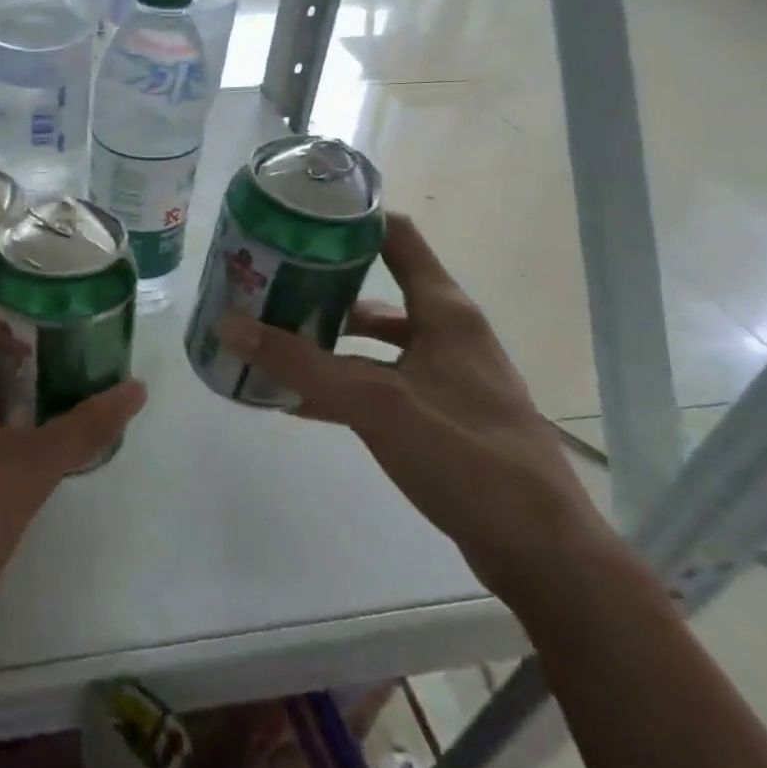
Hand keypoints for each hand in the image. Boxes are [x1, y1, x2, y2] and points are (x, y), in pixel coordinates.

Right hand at [217, 212, 619, 607]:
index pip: (396, 238)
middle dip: (319, 286)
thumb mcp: (374, 401)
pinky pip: (377, 384)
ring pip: (373, 342)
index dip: (350, 220)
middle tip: (265, 284)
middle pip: (375, 289)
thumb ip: (300, 364)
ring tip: (272, 340)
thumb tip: (227, 324)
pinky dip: (340, 383)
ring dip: (326, 339)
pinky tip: (297, 399)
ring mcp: (444, 376)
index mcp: (444, 311)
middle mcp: (446, 334)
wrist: (538, 549)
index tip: (296, 217)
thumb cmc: (464, 454)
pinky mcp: (437, 416)